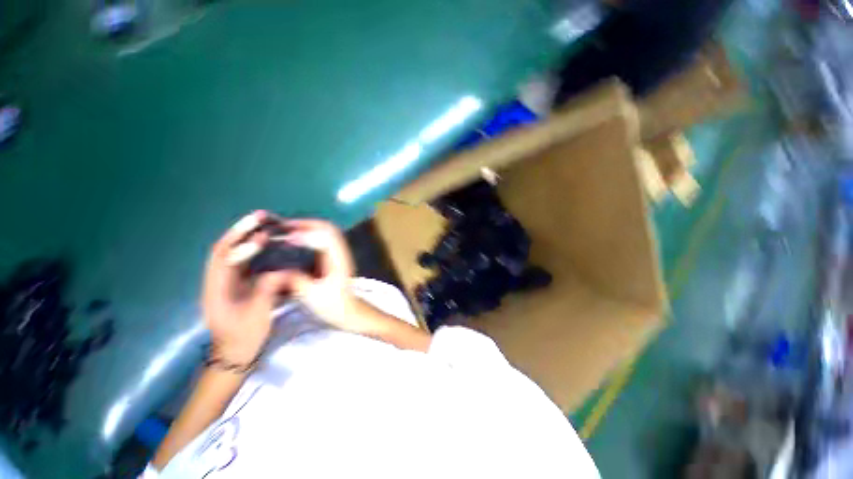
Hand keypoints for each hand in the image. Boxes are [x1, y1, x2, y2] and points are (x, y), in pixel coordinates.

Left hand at [201, 211, 292, 364]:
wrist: (234, 353)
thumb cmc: (245, 337)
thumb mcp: (258, 315)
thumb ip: (266, 290)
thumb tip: (279, 270)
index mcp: (217, 290)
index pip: (224, 260)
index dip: (243, 246)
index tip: (264, 237)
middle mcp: (216, 281)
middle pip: (223, 249)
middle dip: (240, 231)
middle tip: (260, 216)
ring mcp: (224, 282)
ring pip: (230, 252)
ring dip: (244, 235)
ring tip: (261, 222)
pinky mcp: (234, 284)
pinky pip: (240, 260)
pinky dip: (249, 247)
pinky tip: (263, 241)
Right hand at [279, 219, 362, 330]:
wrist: (350, 311)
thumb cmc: (334, 305)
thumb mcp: (312, 296)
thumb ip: (296, 281)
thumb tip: (275, 269)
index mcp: (338, 261)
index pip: (326, 238)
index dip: (306, 234)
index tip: (285, 238)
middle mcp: (341, 252)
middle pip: (328, 228)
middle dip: (305, 224)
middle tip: (282, 227)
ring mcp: (340, 253)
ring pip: (327, 231)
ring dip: (308, 227)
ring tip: (286, 230)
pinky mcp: (335, 256)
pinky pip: (324, 237)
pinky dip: (310, 233)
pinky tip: (296, 239)